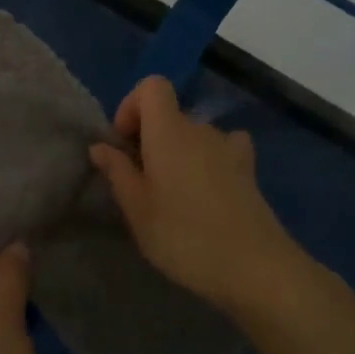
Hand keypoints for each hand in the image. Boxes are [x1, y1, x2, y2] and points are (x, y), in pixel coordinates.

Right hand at [89, 75, 301, 313]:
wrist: (254, 267)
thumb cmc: (184, 236)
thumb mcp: (137, 209)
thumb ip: (117, 171)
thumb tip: (100, 146)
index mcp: (168, 130)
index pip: (152, 86)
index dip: (133, 105)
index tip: (124, 142)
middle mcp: (200, 128)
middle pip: (171, 114)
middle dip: (151, 137)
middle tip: (142, 180)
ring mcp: (229, 147)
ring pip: (195, 135)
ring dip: (180, 152)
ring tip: (174, 193)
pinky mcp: (248, 170)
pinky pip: (223, 149)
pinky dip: (211, 159)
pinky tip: (208, 189)